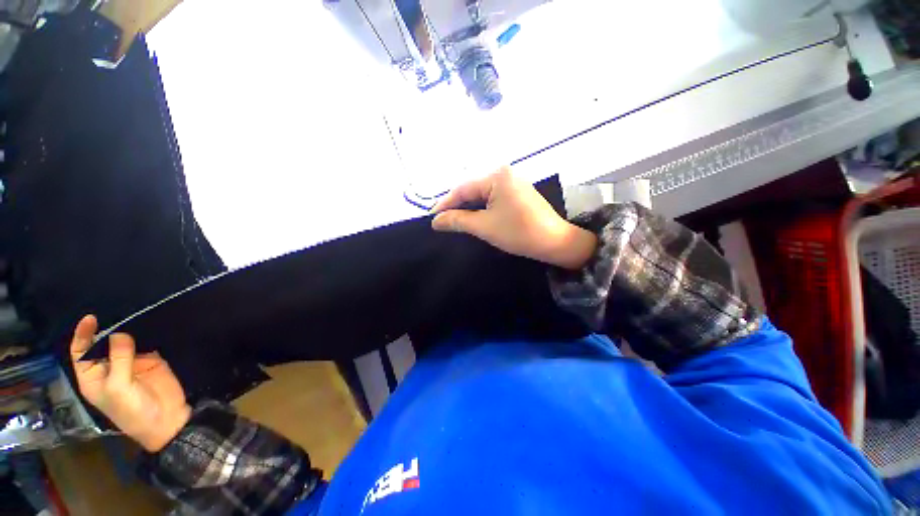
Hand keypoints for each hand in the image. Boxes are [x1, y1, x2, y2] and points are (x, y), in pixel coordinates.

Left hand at [70, 315, 190, 452]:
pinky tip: (149, 324)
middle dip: (107, 329)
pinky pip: (147, 343)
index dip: (83, 335)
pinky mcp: (152, 360)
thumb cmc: (132, 410)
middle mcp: (109, 367)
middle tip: (116, 312)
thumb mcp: (119, 387)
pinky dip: (148, 333)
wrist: (166, 419)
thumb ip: (118, 360)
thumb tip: (119, 333)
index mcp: (93, 377)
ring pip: (126, 341)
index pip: (81, 352)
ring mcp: (131, 363)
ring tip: (133, 314)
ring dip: (128, 330)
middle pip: (103, 343)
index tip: (91, 318)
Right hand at [431, 167, 596, 269]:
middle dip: (457, 207)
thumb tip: (435, 221)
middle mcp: (505, 174)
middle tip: (441, 221)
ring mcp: (513, 183)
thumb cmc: (518, 233)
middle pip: (472, 190)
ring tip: (454, 222)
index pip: (463, 189)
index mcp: (496, 176)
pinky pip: (493, 199)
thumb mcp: (484, 226)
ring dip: (468, 209)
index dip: (445, 204)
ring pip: (482, 195)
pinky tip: (473, 218)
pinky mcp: (518, 193)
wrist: (555, 242)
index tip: (431, 218)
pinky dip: (481, 209)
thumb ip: (458, 220)